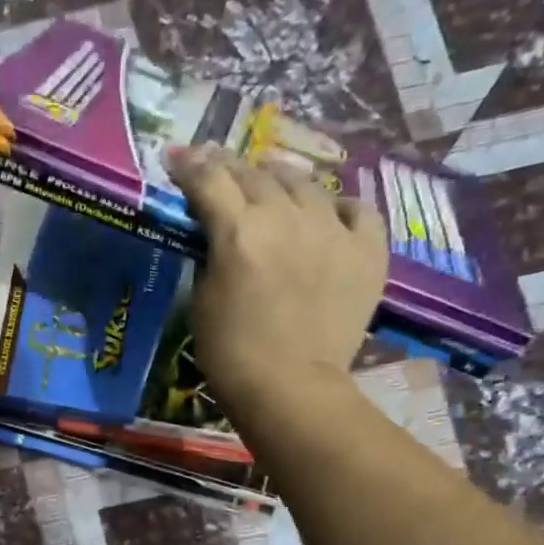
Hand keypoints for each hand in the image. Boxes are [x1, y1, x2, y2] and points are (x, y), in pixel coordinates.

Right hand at [168, 143, 387, 429]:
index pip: (209, 182)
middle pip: (255, 175)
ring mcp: (333, 231)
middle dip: (230, 166)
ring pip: (305, 184)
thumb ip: (210, 255)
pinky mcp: (367, 250)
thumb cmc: (230, 353)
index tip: (176, 157)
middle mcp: (287, 219)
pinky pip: (356, 209)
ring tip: (269, 178)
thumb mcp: (202, 300)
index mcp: (239, 233)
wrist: (289, 387)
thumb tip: (216, 232)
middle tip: (216, 165)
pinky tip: (328, 211)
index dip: (189, 166)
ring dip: (280, 177)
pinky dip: (337, 206)